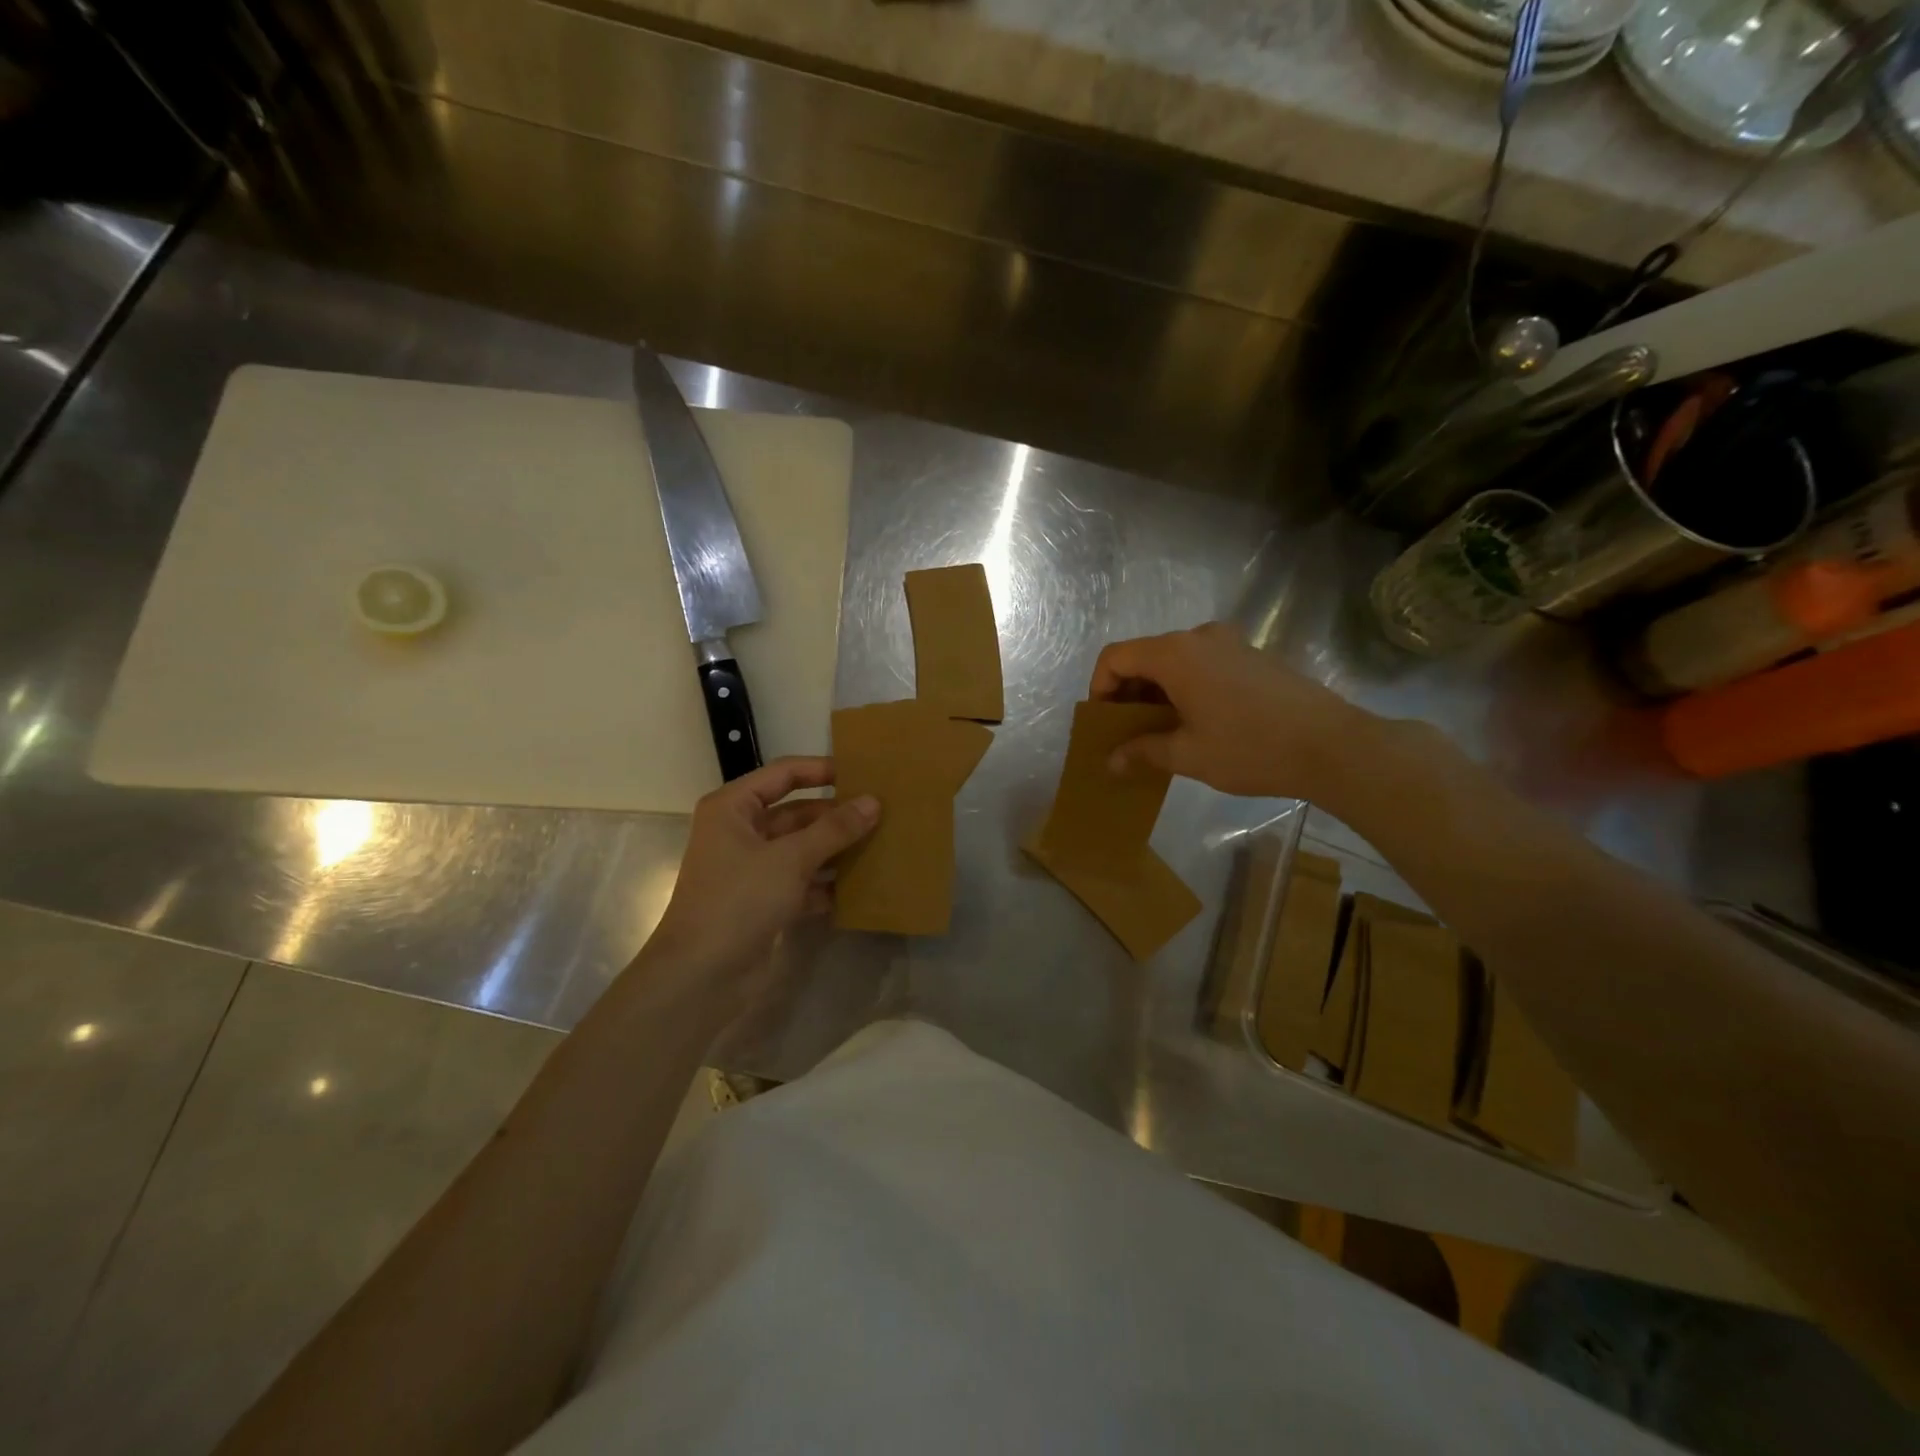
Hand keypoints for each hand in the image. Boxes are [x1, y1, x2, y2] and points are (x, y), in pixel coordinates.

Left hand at [647, 757, 878, 986]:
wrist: (701, 977)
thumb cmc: (739, 900)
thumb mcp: (790, 859)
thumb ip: (834, 829)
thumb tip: (873, 801)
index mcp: (733, 808)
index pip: (784, 774)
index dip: (822, 770)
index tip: (863, 773)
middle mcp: (740, 832)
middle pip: (796, 813)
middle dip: (835, 815)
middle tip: (882, 814)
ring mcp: (751, 869)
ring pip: (801, 848)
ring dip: (835, 849)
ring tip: (880, 844)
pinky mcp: (763, 901)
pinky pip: (802, 881)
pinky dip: (827, 884)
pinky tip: (861, 886)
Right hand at [1090, 622, 1375, 798]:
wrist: (1333, 746)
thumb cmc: (1250, 748)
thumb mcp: (1188, 755)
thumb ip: (1142, 751)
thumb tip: (1111, 761)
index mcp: (1176, 654)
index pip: (1115, 657)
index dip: (1099, 687)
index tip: (1105, 723)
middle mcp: (1200, 637)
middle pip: (1145, 655)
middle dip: (1128, 693)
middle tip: (1128, 733)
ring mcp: (1230, 643)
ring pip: (1175, 661)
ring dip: (1157, 692)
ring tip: (1161, 732)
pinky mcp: (1253, 656)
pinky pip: (1202, 664)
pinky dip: (1186, 687)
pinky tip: (1198, 723)